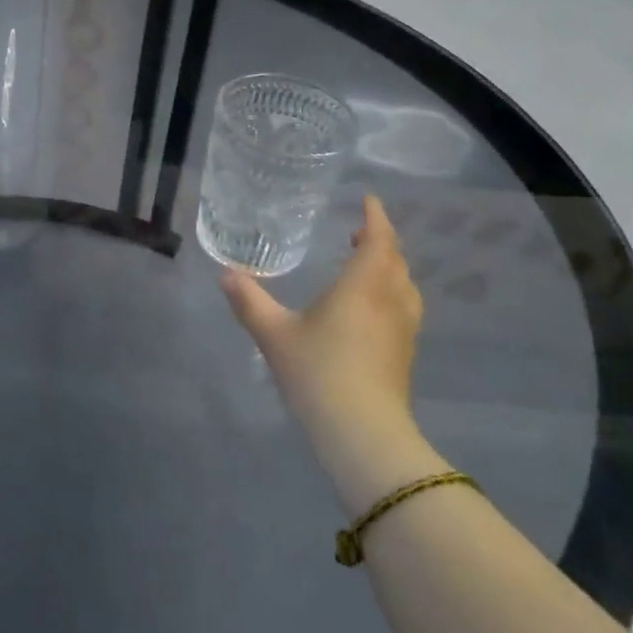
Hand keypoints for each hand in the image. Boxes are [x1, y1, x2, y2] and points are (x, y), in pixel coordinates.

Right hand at [221, 195, 443, 511]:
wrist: (363, 432)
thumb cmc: (319, 372)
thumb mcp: (274, 334)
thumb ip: (249, 301)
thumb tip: (226, 274)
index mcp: (363, 285)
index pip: (379, 239)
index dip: (376, 217)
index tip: (368, 200)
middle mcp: (390, 299)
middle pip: (396, 260)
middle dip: (382, 241)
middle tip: (360, 232)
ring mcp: (404, 328)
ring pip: (405, 285)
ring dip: (390, 267)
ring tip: (368, 265)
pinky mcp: (406, 353)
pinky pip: (405, 307)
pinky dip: (392, 293)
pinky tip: (373, 309)